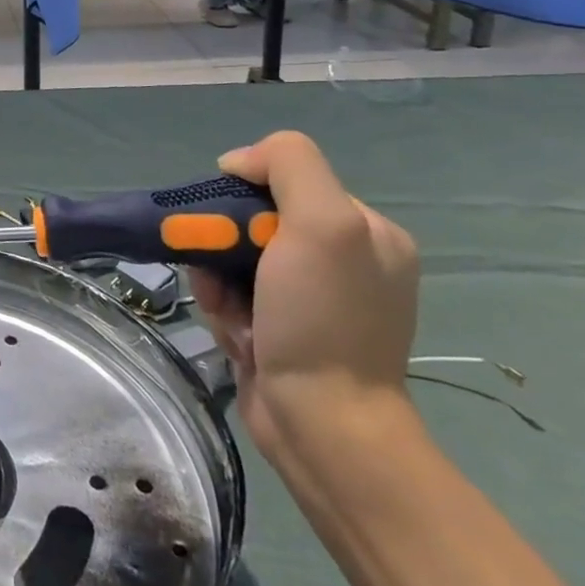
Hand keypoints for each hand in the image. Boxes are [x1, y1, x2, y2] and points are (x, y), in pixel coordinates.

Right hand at [189, 131, 419, 459]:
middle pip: (252, 222)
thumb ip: (288, 167)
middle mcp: (343, 260)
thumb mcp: (323, 224)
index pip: (283, 181)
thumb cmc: (322, 320)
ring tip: (232, 317)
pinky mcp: (283, 330)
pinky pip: (233, 298)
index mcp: (366, 230)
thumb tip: (238, 162)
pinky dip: (224, 312)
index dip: (244, 196)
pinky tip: (238, 338)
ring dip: (218, 284)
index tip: (229, 226)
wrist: (321, 423)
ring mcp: (312, 299)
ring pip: (233, 261)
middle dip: (224, 247)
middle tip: (222, 278)